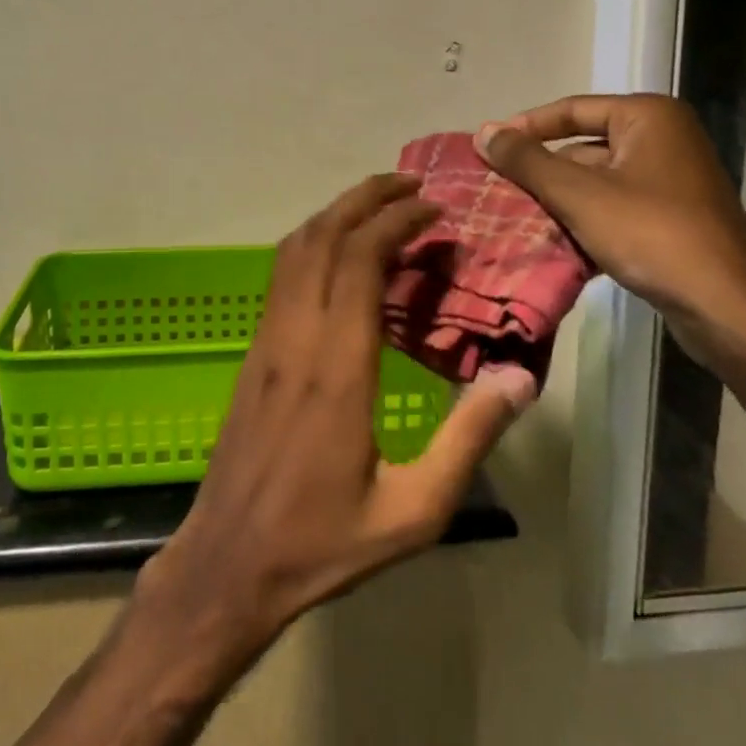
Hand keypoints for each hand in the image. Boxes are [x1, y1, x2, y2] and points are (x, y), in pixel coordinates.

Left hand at [135, 173, 535, 672]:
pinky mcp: (254, 353)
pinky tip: (338, 255)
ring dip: (334, 214)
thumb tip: (516, 377)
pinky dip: (313, 243)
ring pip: (294, 249)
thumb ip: (469, 439)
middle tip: (409, 184)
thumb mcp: (415, 509)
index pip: (360, 260)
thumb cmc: (324, 541)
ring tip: (378, 205)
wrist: (229, 562)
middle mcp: (296, 336)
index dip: (396, 221)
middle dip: (364, 197)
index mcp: (337, 366)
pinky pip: (281, 275)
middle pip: (322, 236)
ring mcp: (267, 340)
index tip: (434, 210)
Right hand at [476, 94, 745, 371]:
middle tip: (498, 190)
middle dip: (542, 172)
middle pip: (583, 146)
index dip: (526, 128)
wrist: (727, 307)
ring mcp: (672, 179)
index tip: (487, 148)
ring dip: (559, 200)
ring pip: (596, 181)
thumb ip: (527, 161)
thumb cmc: (651, 234)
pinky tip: (555, 243)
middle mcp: (663, 138)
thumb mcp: (579, 194)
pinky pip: (615, 206)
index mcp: (648, 117)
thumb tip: (483, 132)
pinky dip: (585, 220)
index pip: (572, 109)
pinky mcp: (673, 216)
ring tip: (516, 219)